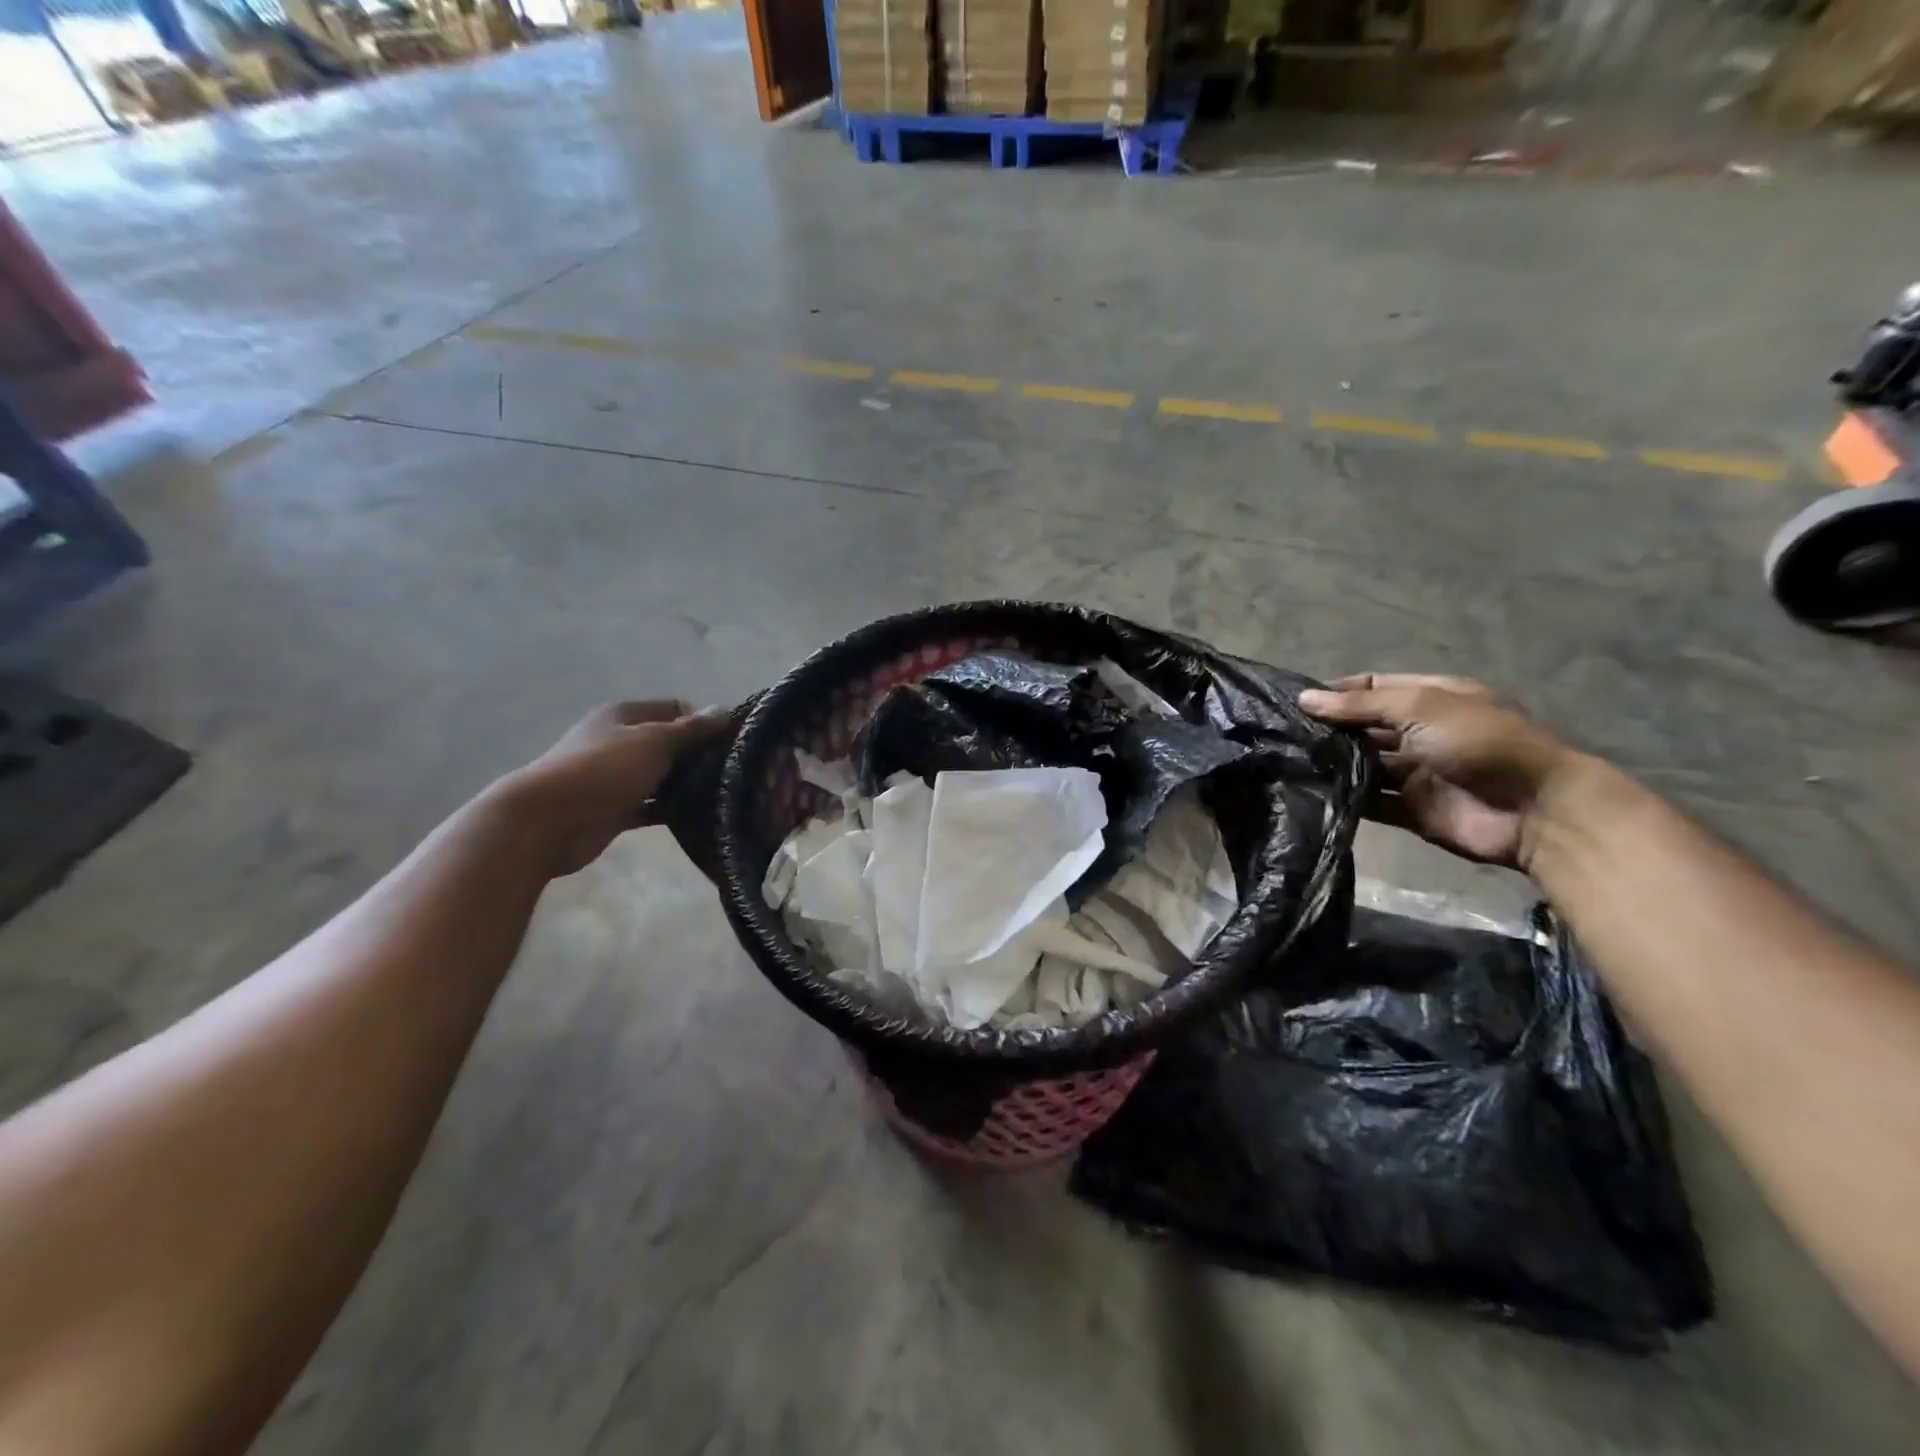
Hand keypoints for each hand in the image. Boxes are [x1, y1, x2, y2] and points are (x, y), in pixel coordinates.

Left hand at [495, 701, 729, 876]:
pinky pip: (652, 806)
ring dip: (687, 785)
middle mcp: (619, 742)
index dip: (703, 722)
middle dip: (699, 756)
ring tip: (724, 796)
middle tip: (733, 773)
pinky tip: (700, 818)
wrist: (547, 820)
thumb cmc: (603, 770)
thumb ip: (691, 729)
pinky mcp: (615, 809)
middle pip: (669, 743)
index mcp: (625, 716)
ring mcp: (615, 777)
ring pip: (662, 776)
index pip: (674, 709)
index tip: (731, 743)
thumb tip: (725, 709)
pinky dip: (672, 810)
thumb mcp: (654, 741)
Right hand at [1300, 674, 1577, 868]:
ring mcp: (1415, 773)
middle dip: (1328, 729)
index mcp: (1430, 698)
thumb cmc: (1479, 742)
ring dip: (1333, 764)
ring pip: (1363, 764)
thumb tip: (1304, 699)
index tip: (1294, 702)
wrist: (1533, 809)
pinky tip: (1311, 794)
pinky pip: (1370, 802)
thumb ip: (1359, 705)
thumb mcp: (1419, 707)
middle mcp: (1420, 732)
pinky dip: (1345, 798)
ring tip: (1287, 763)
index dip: (1336, 692)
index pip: (1371, 687)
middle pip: (1364, 727)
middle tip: (1282, 735)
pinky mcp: (1411, 810)